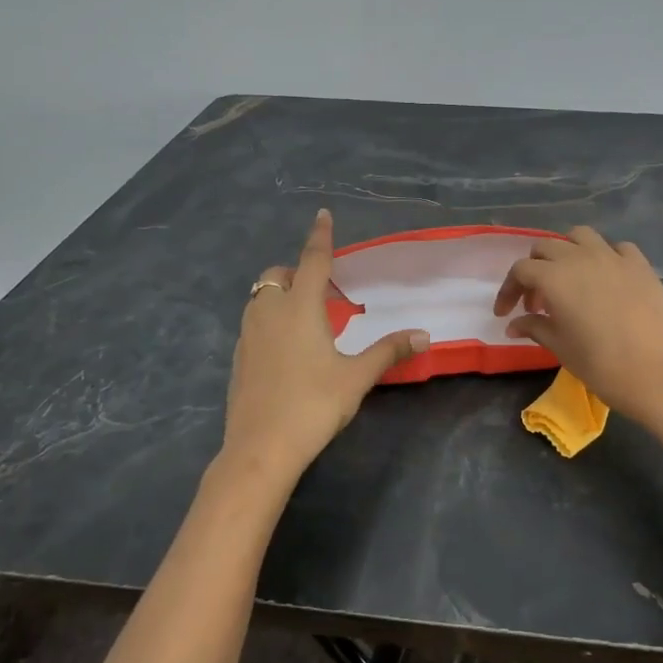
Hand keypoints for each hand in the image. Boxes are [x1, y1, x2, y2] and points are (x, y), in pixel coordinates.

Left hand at [218, 210, 428, 492]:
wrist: (260, 448)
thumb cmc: (313, 404)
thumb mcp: (357, 378)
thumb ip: (388, 352)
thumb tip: (424, 335)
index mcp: (300, 308)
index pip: (313, 261)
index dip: (321, 236)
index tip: (323, 214)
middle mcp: (269, 312)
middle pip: (277, 276)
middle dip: (296, 271)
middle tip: (321, 290)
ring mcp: (248, 335)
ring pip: (260, 298)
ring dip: (280, 294)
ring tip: (306, 317)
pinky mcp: (238, 358)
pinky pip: (253, 323)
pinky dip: (269, 320)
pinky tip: (286, 348)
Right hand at [494, 226, 662, 444]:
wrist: (661, 376)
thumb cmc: (603, 366)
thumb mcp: (561, 348)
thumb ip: (535, 328)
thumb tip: (514, 324)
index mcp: (555, 278)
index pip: (521, 270)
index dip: (508, 290)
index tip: (506, 313)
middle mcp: (581, 257)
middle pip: (546, 248)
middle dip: (534, 271)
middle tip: (536, 303)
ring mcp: (614, 257)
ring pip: (580, 237)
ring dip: (566, 252)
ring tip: (568, 279)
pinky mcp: (641, 265)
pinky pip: (616, 248)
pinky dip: (604, 256)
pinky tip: (605, 278)